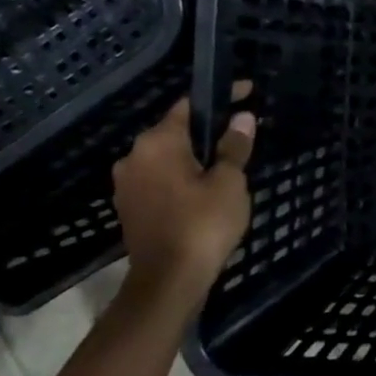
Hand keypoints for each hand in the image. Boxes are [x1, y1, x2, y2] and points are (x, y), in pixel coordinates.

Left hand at [112, 83, 256, 286]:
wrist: (168, 282)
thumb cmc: (202, 224)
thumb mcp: (229, 182)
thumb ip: (234, 147)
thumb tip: (243, 118)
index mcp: (158, 142)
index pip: (190, 105)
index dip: (221, 97)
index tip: (248, 93)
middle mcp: (135, 156)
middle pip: (176, 131)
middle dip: (207, 130)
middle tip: (240, 135)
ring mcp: (128, 183)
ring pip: (167, 157)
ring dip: (194, 157)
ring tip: (226, 165)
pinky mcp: (130, 207)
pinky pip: (160, 180)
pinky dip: (182, 178)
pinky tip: (205, 191)